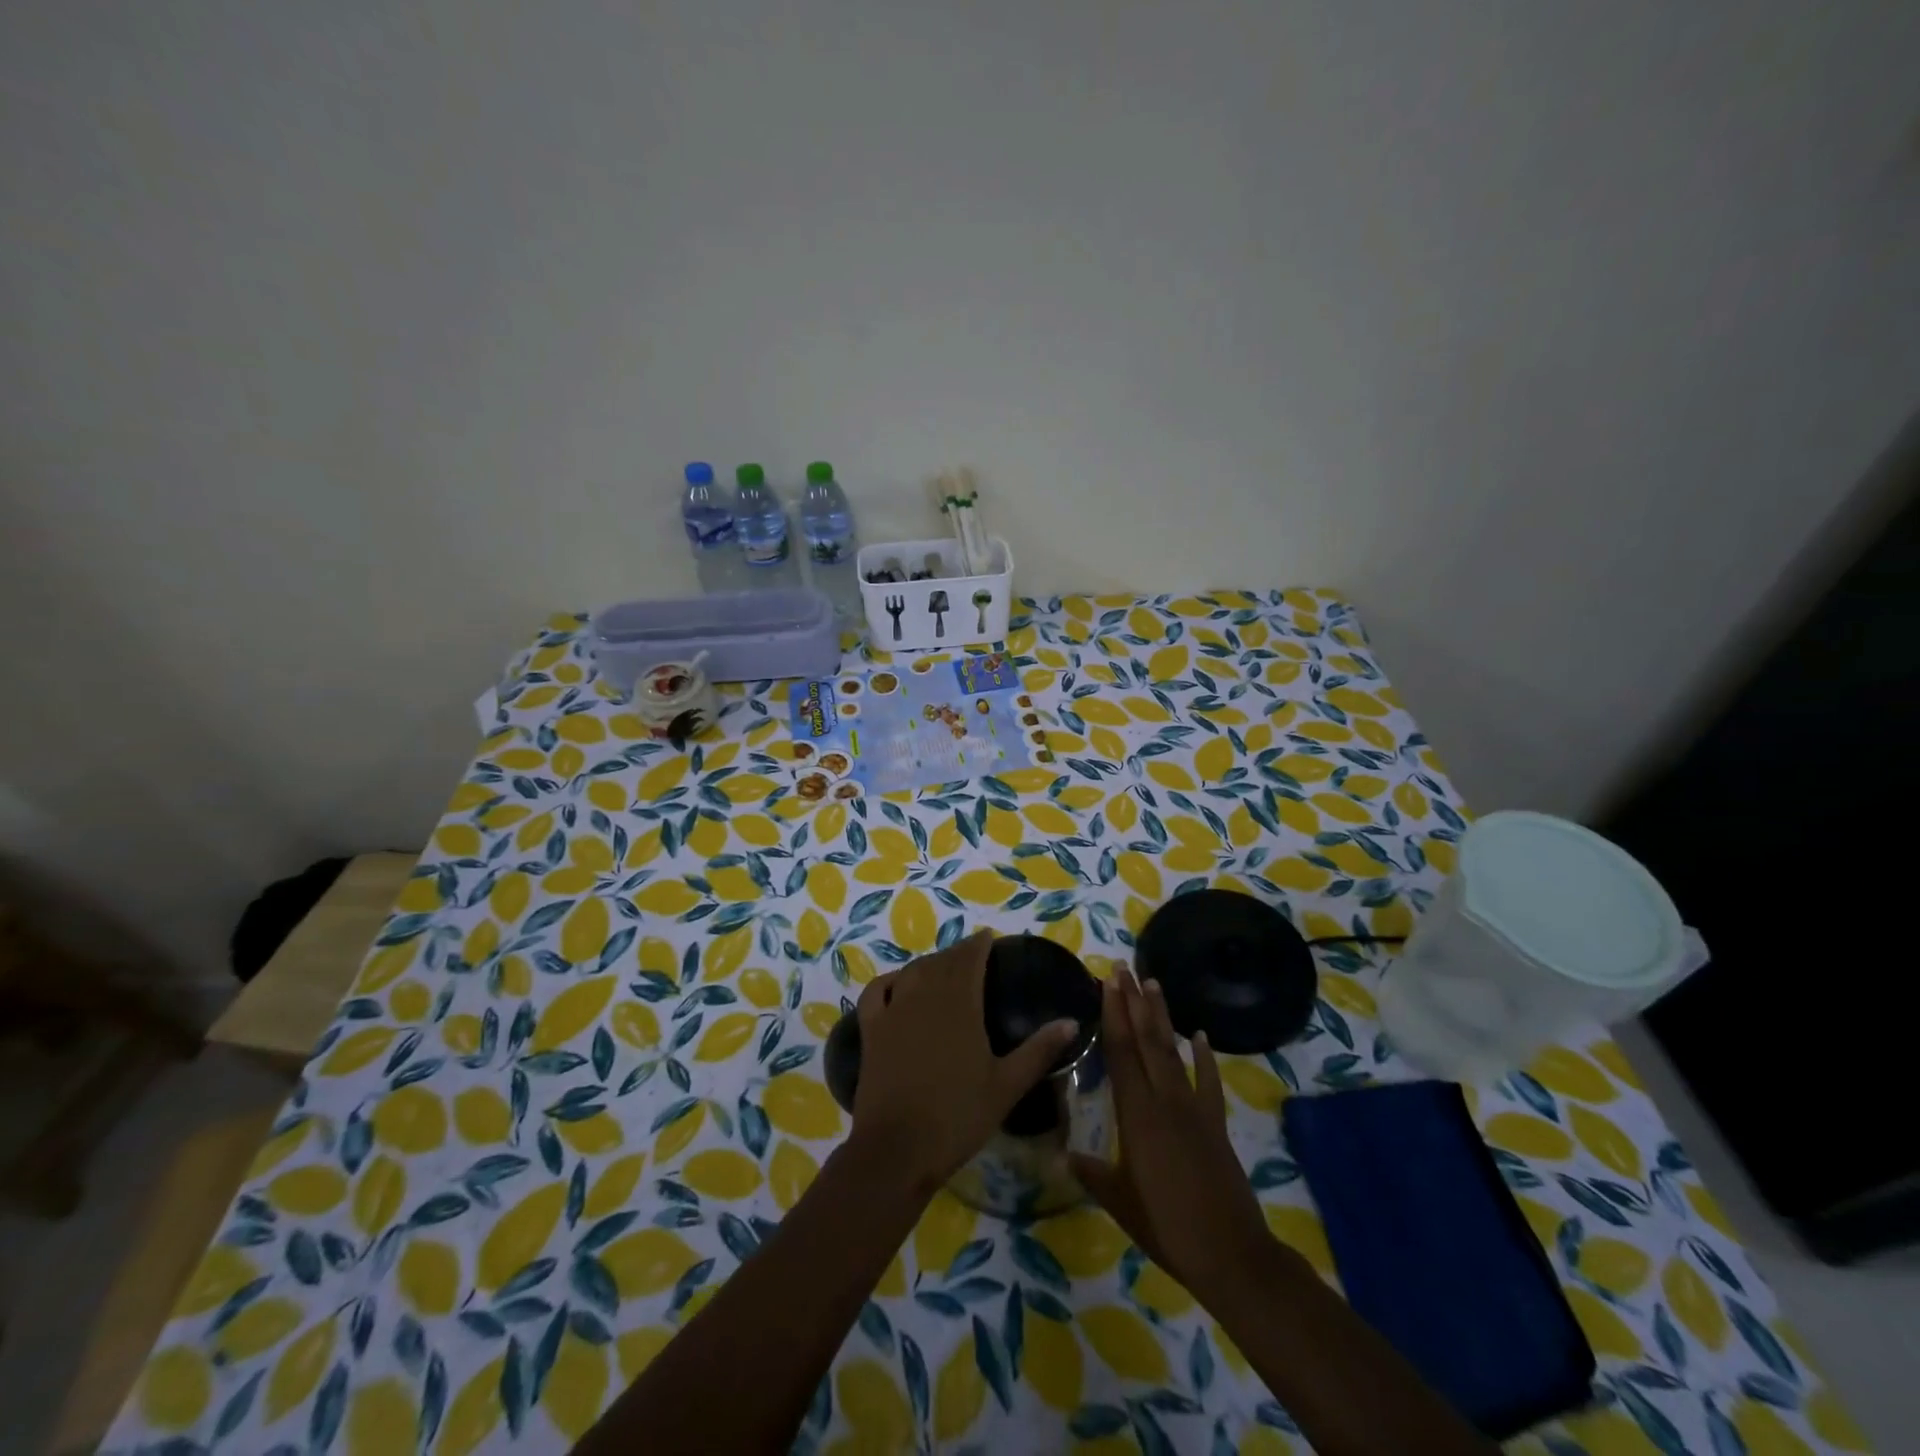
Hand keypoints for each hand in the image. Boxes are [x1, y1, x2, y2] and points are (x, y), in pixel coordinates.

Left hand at [851, 929, 1078, 1195]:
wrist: (897, 1149)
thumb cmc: (958, 1117)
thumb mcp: (1007, 1086)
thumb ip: (1039, 1050)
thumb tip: (1072, 1022)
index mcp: (961, 1004)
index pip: (969, 959)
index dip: (979, 945)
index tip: (988, 938)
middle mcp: (925, 996)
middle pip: (942, 962)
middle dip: (958, 953)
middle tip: (971, 954)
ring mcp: (894, 1011)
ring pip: (913, 972)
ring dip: (929, 963)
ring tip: (942, 967)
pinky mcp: (871, 1030)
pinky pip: (876, 991)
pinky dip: (889, 980)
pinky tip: (897, 983)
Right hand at [1069, 969, 1269, 1296]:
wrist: (1231, 1253)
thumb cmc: (1167, 1226)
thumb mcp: (1120, 1201)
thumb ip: (1092, 1173)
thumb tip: (1062, 1153)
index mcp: (1137, 1114)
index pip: (1120, 1053)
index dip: (1113, 1016)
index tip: (1107, 984)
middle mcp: (1164, 1100)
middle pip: (1146, 1040)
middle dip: (1133, 1002)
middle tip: (1124, 968)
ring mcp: (1194, 1108)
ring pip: (1173, 1051)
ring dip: (1162, 1016)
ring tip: (1153, 984)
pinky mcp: (1216, 1123)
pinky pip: (1209, 1082)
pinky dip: (1206, 1057)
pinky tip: (1200, 1034)